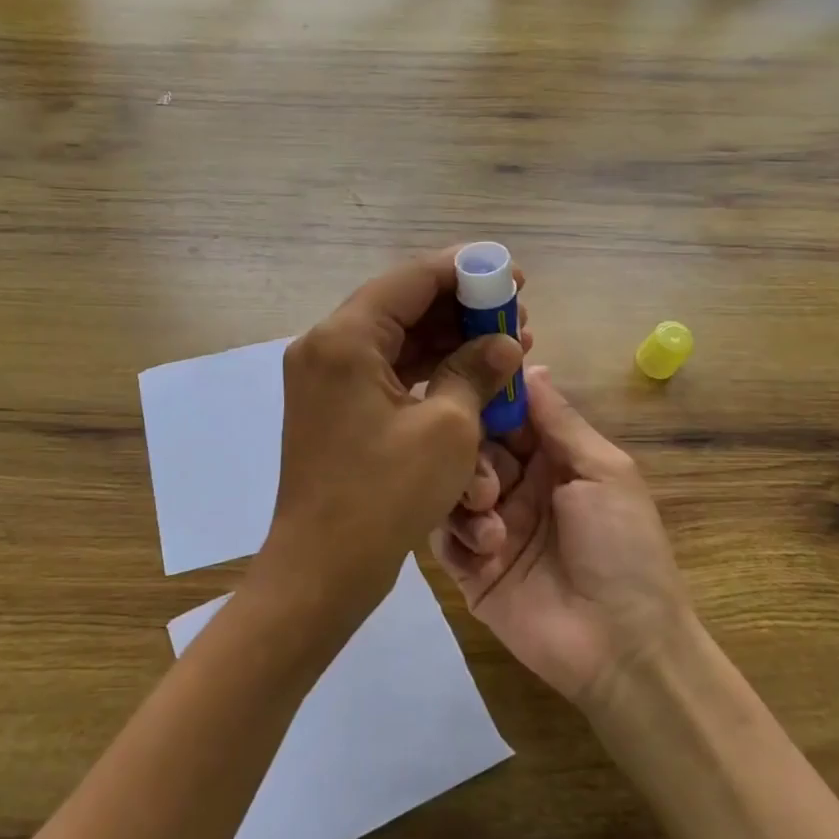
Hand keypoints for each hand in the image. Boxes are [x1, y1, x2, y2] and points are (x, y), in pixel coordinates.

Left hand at [253, 247, 527, 628]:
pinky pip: (386, 371)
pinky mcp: (334, 406)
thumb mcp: (447, 429)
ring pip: (397, 340)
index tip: (511, 274)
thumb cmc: (384, 495)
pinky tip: (472, 377)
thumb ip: (477, 371)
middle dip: (463, 309)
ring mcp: (326, 377)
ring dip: (450, 340)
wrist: (322, 568)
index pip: (411, 279)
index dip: (466, 270)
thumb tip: (504, 344)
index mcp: (345, 338)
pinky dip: (428, 371)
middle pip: (403, 305)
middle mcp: (326, 346)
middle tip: (517, 317)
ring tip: (507, 347)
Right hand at [434, 367, 690, 706]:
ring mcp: (489, 527)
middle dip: (473, 454)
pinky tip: (486, 550)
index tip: (464, 379)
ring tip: (491, 518)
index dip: (487, 398)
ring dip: (465, 494)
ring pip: (449, 487)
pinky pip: (441, 536)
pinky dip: (458, 535)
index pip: (505, 414)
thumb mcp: (604, 472)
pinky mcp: (468, 568)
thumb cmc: (623, 548)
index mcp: (549, 460)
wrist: (623, 647)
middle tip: (492, 480)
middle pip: (471, 447)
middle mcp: (515, 486)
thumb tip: (529, 363)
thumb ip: (559, 420)